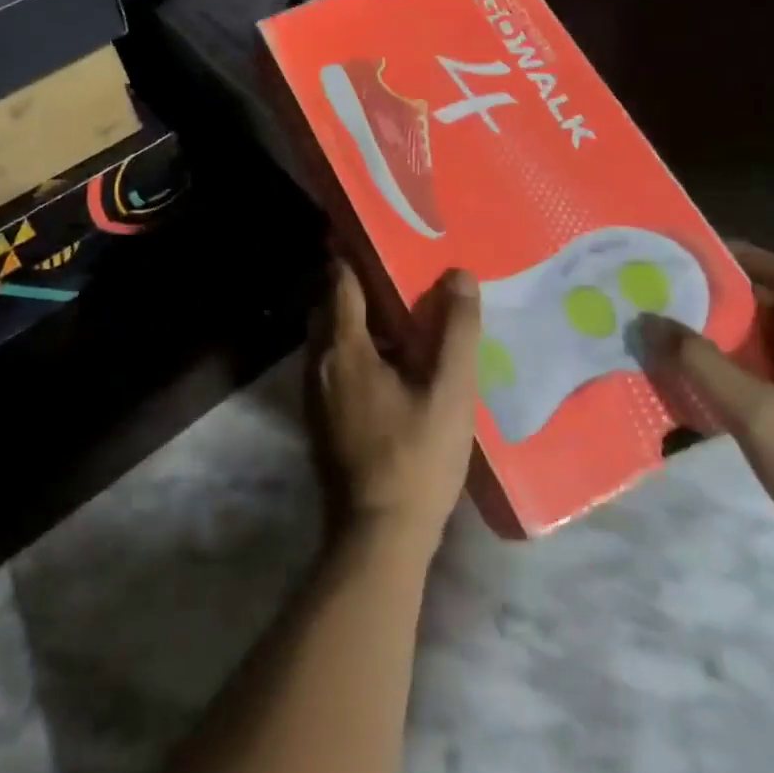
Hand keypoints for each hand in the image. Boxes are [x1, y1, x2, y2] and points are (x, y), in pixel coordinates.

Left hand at [312, 261, 479, 557]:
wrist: (377, 537)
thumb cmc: (416, 458)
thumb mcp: (450, 392)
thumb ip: (456, 331)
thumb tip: (459, 275)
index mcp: (343, 348)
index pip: (339, 281)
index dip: (353, 254)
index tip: (377, 235)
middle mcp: (318, 362)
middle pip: (330, 306)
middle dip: (355, 285)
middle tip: (396, 272)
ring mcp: (314, 393)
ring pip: (329, 337)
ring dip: (355, 320)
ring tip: (398, 315)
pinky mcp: (320, 418)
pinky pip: (332, 365)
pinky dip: (354, 350)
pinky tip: (389, 365)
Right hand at [642, 243, 773, 576]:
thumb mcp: (757, 414)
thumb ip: (700, 363)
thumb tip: (651, 322)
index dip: (744, 259)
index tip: (693, 251)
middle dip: (729, 297)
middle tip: (675, 291)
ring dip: (735, 334)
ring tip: (681, 328)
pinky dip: (746, 366)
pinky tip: (709, 376)